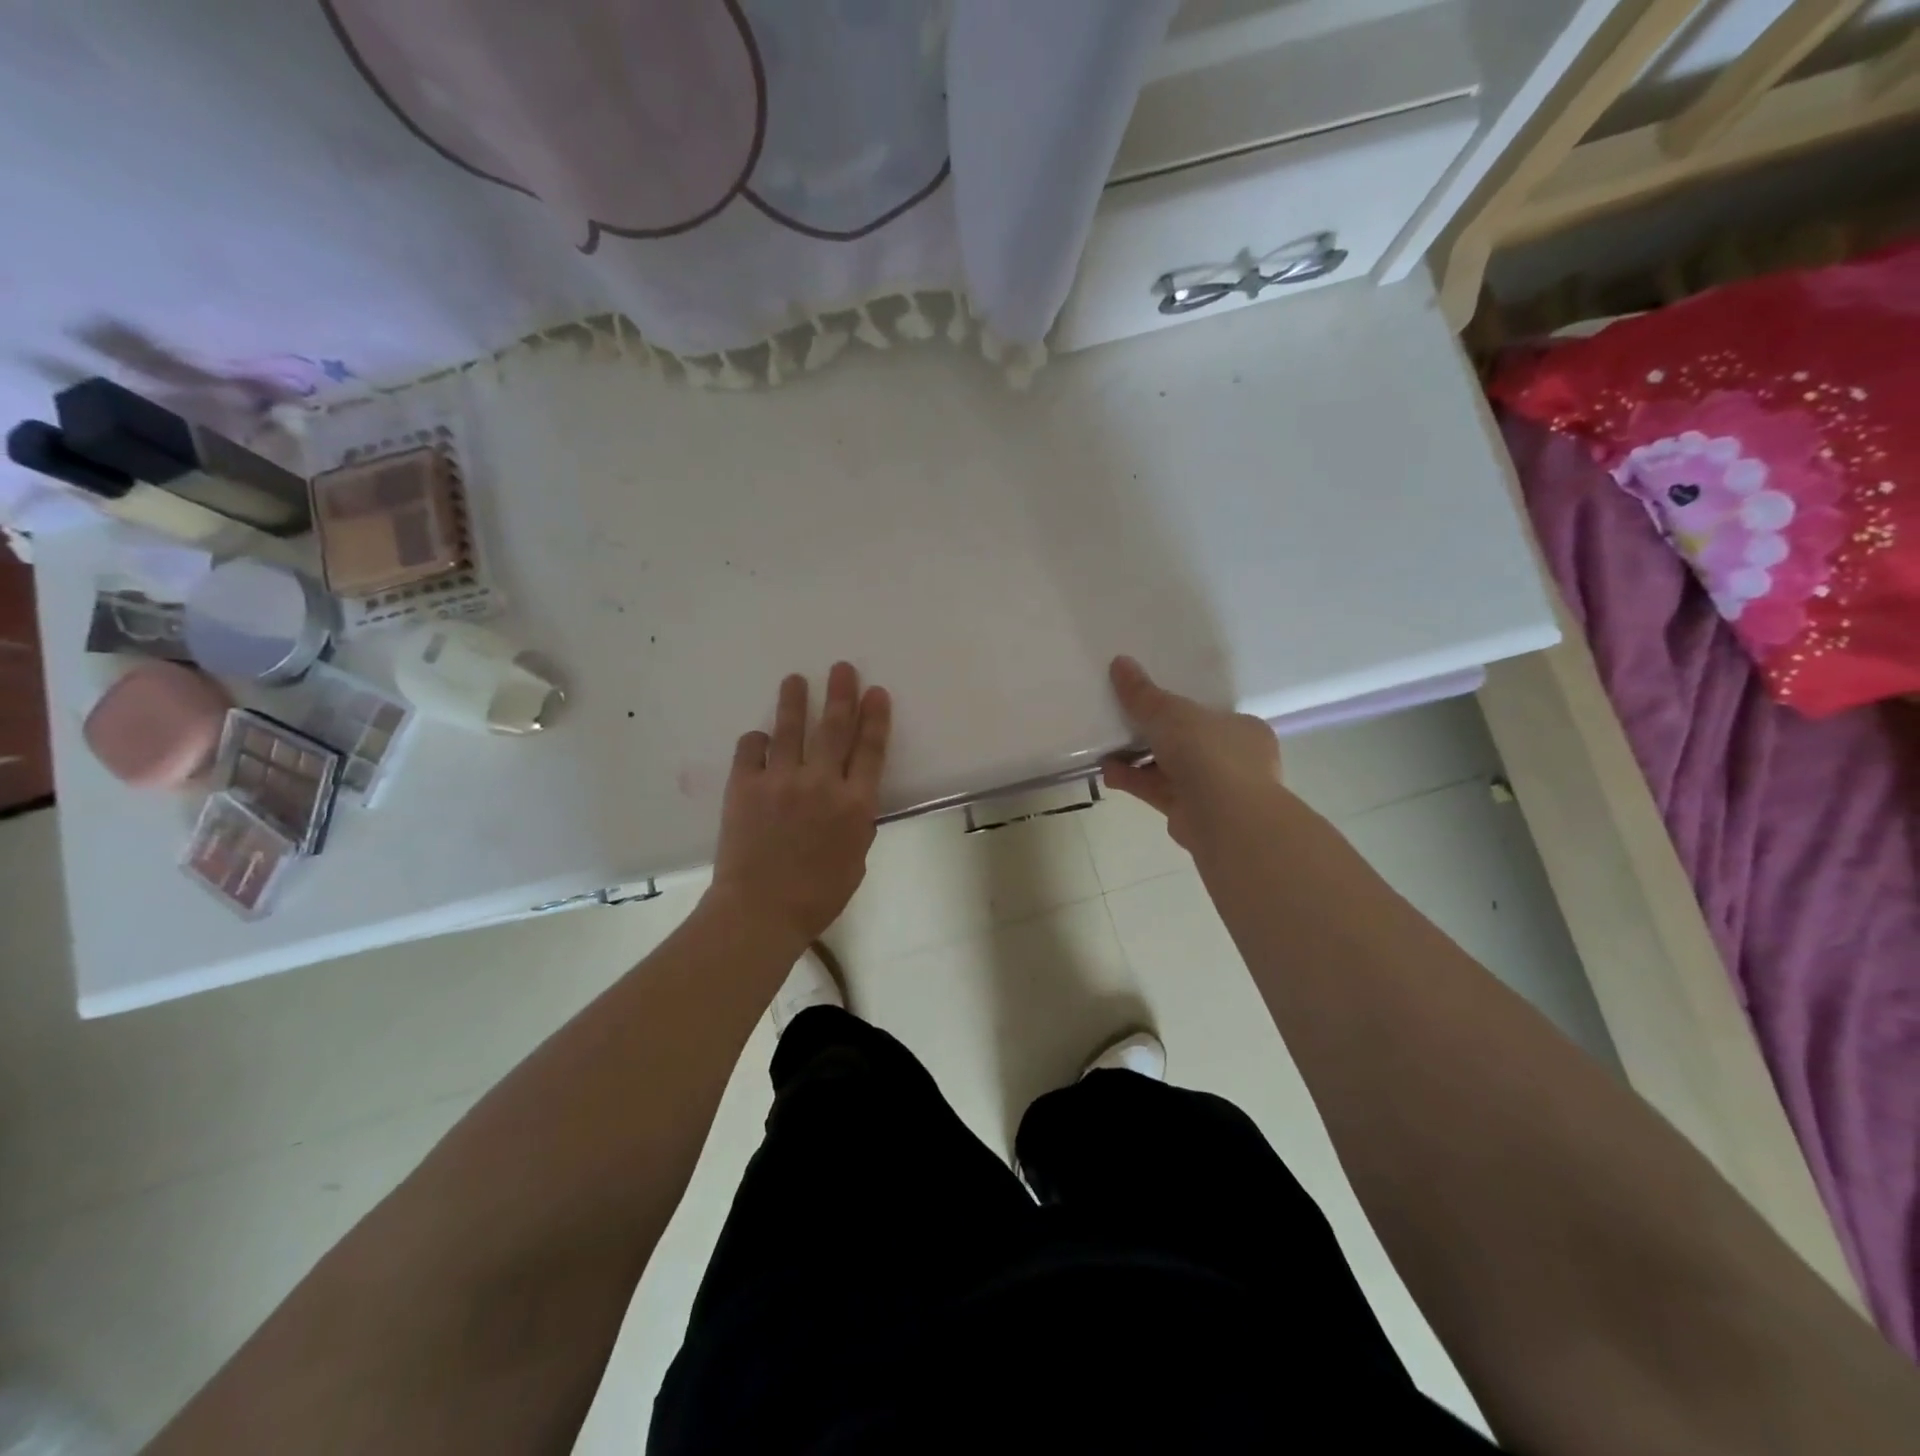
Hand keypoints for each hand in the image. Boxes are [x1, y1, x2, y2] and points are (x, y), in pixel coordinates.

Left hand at [709, 662, 891, 946]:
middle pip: (834, 727)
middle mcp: (821, 782)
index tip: (876, 693)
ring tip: (796, 679)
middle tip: (841, 668)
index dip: (875, 718)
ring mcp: (780, 780)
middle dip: (841, 694)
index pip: (870, 749)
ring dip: (795, 701)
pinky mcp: (745, 786)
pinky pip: (751, 750)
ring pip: (790, 728)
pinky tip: (760, 738)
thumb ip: (856, 822)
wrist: (760, 911)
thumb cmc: (817, 895)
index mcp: (855, 804)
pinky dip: (756, 741)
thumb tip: (850, 798)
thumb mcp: (855, 860)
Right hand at [1102, 655, 1281, 853]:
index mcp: (1243, 729)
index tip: (1149, 706)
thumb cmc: (1208, 752)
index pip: (1210, 716)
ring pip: (1170, 770)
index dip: (1179, 711)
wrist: (1224, 816)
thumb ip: (1142, 693)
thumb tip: (1120, 662)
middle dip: (1152, 737)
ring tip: (1105, 751)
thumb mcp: (1169, 713)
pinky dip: (1135, 781)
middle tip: (1121, 726)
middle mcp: (1235, 760)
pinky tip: (1108, 773)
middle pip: (1186, 743)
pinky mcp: (1192, 814)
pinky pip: (1158, 791)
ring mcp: (1215, 791)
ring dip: (1137, 761)